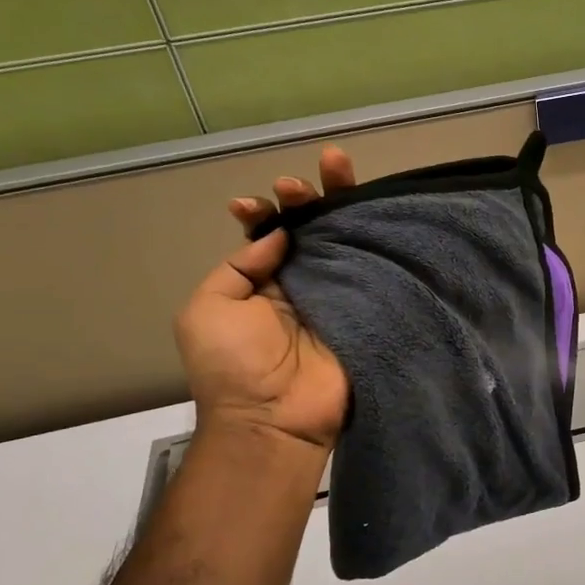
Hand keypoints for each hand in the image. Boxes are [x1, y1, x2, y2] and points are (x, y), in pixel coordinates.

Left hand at [174, 147, 356, 448]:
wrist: (274, 419)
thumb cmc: (232, 367)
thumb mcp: (208, 309)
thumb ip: (238, 267)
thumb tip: (279, 235)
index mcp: (262, 283)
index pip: (268, 236)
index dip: (263, 214)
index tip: (251, 205)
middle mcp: (303, 283)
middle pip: (312, 230)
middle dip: (307, 197)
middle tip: (302, 180)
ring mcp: (339, 295)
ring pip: (346, 240)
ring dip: (341, 204)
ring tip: (336, 164)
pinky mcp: (368, 309)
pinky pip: (375, 269)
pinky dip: (376, 238)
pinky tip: (373, 208)